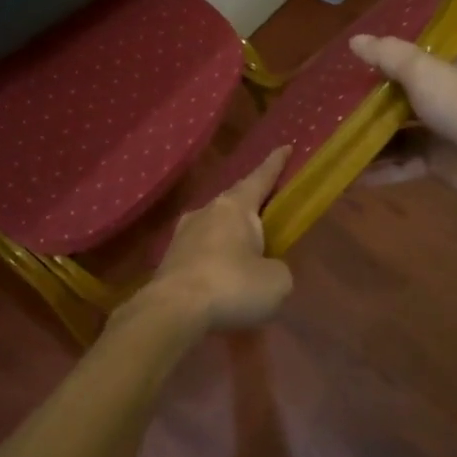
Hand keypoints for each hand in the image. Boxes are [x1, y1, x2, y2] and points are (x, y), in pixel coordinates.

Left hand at [144, 145, 294, 330]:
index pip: (260, 178)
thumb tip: (265, 269)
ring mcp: (183, 234)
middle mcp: (206, 211)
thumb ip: (277, 268)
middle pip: (235, 202)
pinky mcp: (170, 259)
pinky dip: (215, 261)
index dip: (275, 164)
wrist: (173, 310)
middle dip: (252, 207)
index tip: (286, 147)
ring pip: (215, 227)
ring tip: (245, 255)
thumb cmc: (232, 285)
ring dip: (230, 237)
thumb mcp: (276, 281)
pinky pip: (201, 252)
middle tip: (268, 214)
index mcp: (235, 207)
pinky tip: (222, 279)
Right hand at [348, 36, 456, 206]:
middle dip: (372, 100)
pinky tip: (348, 173)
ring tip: (333, 136)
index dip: (390, 56)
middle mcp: (456, 95)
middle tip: (334, 100)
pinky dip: (380, 168)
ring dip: (371, 136)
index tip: (356, 61)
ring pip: (401, 131)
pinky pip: (403, 162)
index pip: (423, 54)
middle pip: (406, 94)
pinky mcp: (440, 163)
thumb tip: (354, 40)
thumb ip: (388, 55)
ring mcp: (448, 131)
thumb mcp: (424, 71)